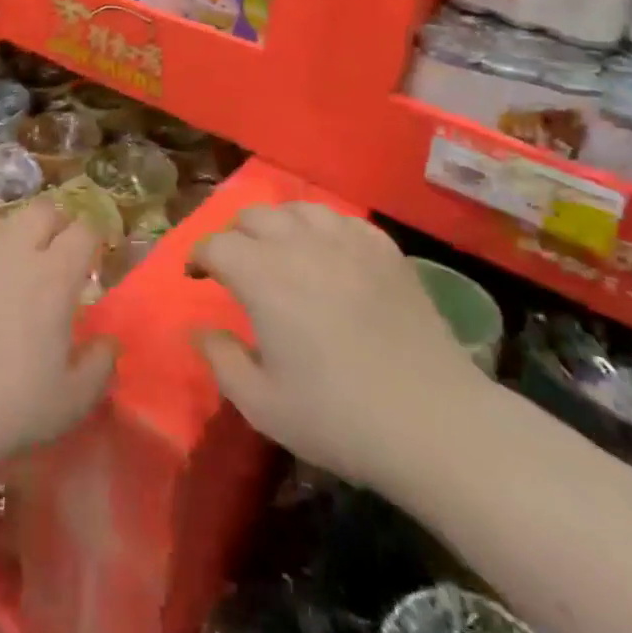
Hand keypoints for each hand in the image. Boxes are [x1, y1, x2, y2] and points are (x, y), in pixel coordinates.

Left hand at [0, 199, 115, 471]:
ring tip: (12, 274)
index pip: (84, 231)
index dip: (93, 238)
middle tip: (56, 253)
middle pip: (43, 210)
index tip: (93, 257)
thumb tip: (109, 343)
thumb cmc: (8, 407)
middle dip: (56, 223)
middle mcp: (15, 251)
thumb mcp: (71, 402)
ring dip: (16, 240)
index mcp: (54, 276)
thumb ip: (99, 366)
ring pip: (3, 225)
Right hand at [191, 204, 496, 498]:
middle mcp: (300, 245)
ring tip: (280, 251)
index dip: (199, 256)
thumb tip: (201, 329)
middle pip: (254, 216)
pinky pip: (342, 220)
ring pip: (298, 208)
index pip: (217, 245)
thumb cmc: (340, 419)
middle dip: (235, 235)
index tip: (196, 276)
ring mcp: (347, 242)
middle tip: (236, 265)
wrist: (435, 424)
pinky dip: (323, 228)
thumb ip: (221, 360)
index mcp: (263, 277)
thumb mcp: (263, 405)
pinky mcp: (385, 250)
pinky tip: (328, 253)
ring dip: (278, 224)